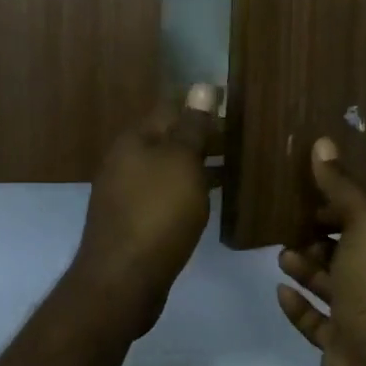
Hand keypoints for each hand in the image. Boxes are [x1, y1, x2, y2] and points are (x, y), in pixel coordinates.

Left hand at [67, 84, 219, 340]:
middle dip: (204, 136)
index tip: (236, 104)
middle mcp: (125, 160)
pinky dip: (189, 190)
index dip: (202, 104)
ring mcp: (126, 192)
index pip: (171, 107)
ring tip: (237, 164)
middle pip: (169, 138)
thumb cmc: (157, 213)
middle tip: (243, 137)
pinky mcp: (134, 221)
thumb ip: (193, 126)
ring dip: (199, 164)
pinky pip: (166, 194)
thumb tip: (202, 84)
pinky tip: (211, 198)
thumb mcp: (181, 163)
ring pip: (169, 168)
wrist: (123, 280)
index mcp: (134, 140)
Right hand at [276, 138, 365, 365]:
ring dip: (304, 268)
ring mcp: (355, 313)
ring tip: (280, 255)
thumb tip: (323, 142)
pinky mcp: (337, 342)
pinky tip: (279, 291)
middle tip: (283, 225)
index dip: (332, 205)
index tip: (300, 193)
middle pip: (340, 251)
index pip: (356, 218)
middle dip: (315, 237)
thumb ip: (341, 186)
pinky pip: (313, 320)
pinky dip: (297, 306)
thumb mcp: (362, 222)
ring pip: (326, 284)